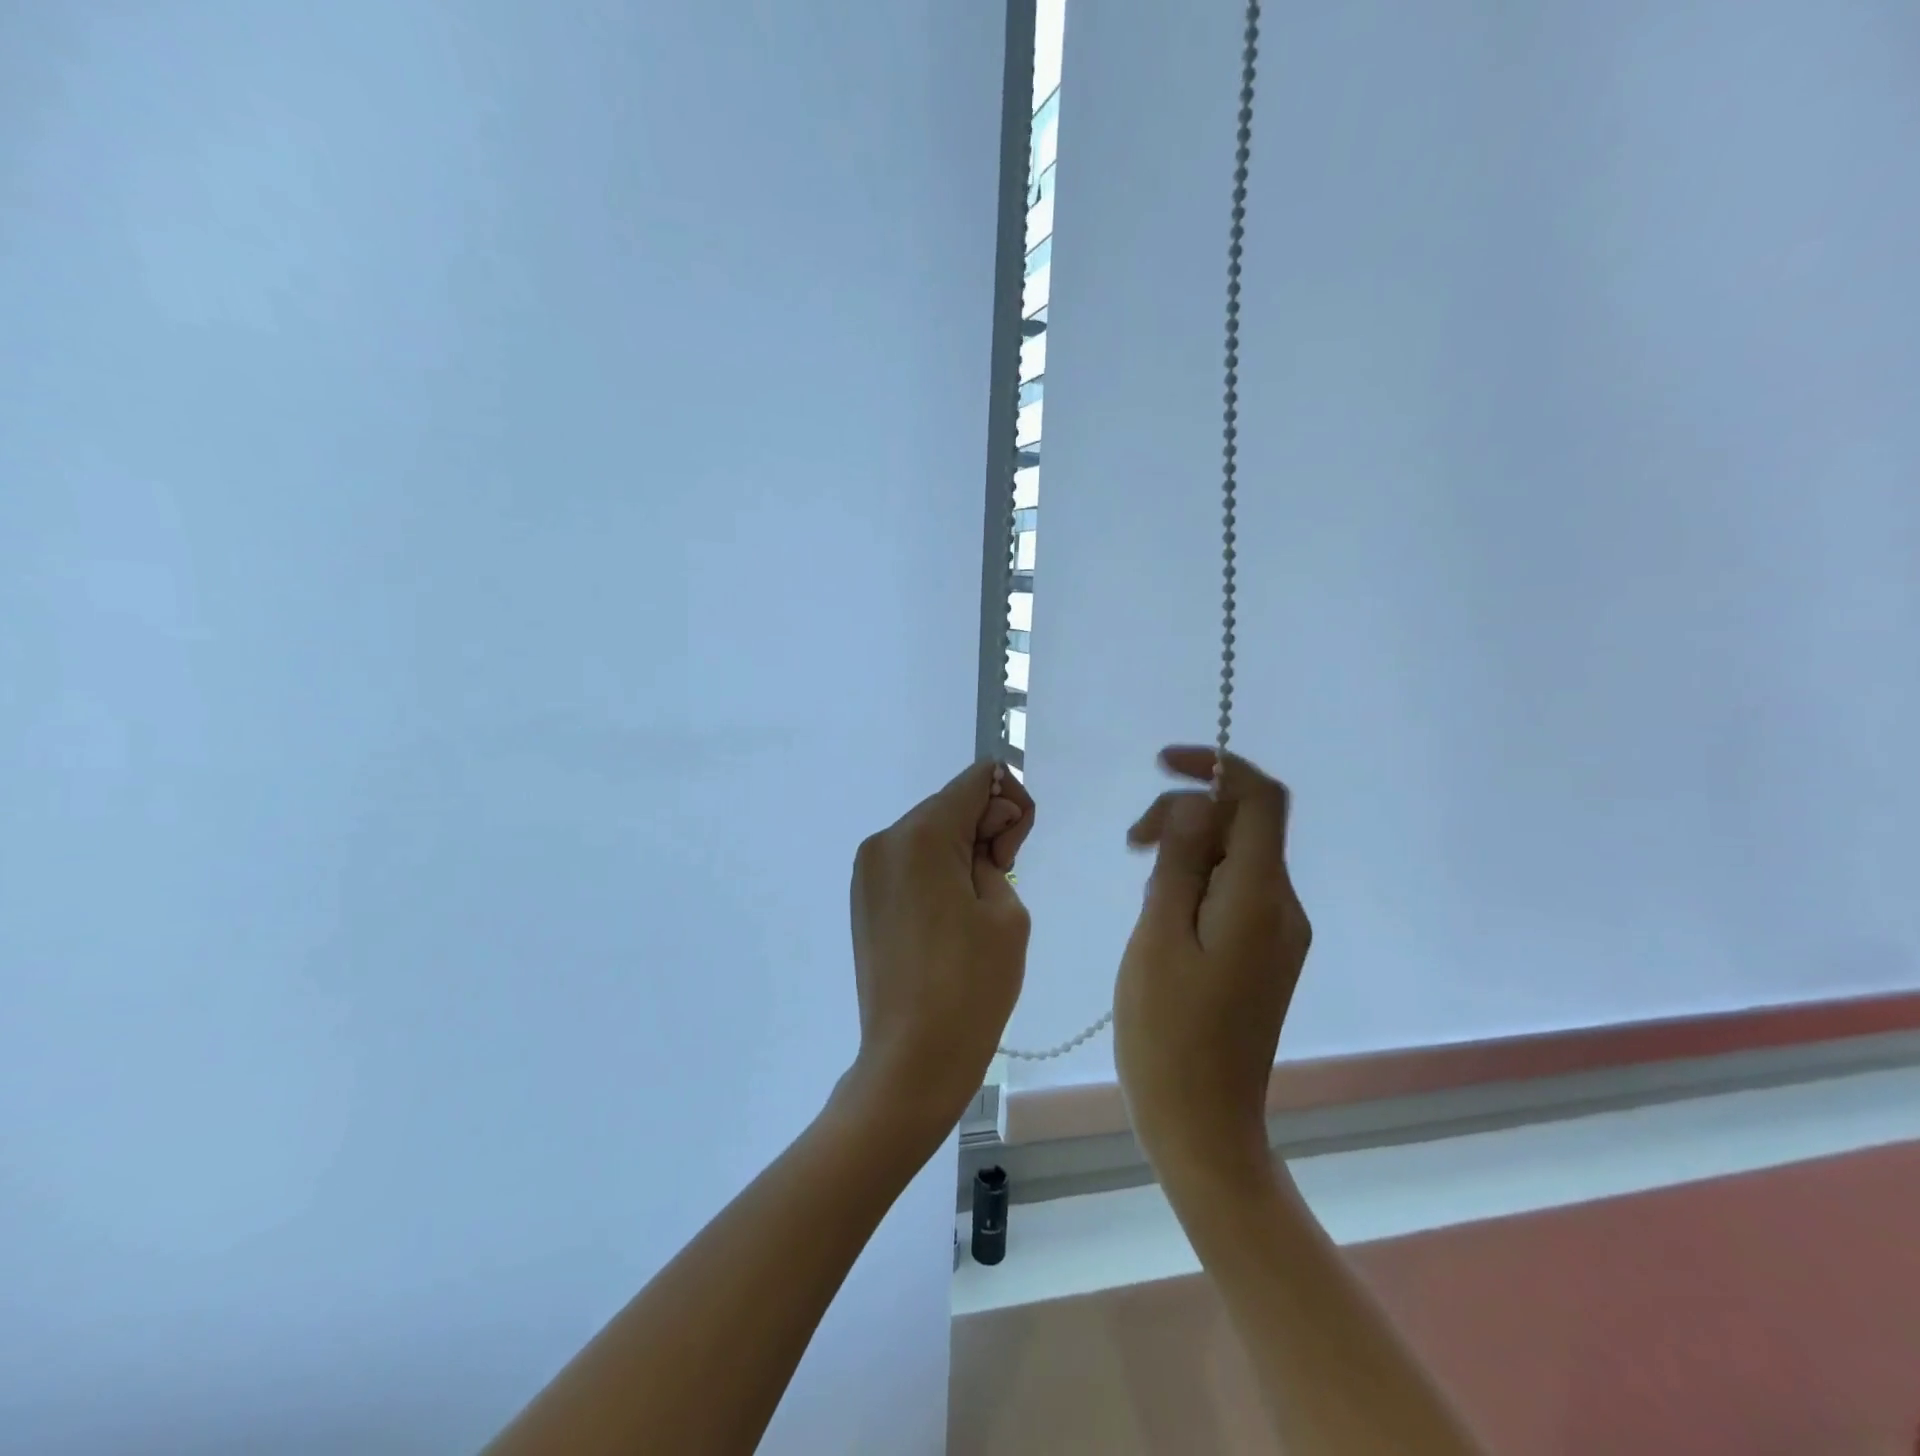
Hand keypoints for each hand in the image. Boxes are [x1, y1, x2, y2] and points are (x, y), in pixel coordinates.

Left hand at [844, 760, 1033, 1143]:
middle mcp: (884, 841)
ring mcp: (867, 871)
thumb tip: (982, 837)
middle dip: (985, 826)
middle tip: (1004, 877)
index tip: (1014, 851)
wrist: (912, 1060)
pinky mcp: (864, 899)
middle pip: (948, 805)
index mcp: (921, 836)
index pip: (975, 781)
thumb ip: (997, 852)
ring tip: (978, 904)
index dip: (1009, 802)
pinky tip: (951, 914)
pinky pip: (909, 863)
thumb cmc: (971, 985)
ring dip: (961, 850)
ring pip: (928, 834)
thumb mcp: (1007, 910)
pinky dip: (936, 871)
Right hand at [1114, 747, 1310, 1188]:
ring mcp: (1277, 934)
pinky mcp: (1263, 955)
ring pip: (1238, 858)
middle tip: (1133, 843)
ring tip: (1142, 877)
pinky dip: (1199, 879)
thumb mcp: (1159, 935)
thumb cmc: (1167, 1031)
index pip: (1260, 799)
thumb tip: (1198, 802)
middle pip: (1246, 825)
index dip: (1217, 766)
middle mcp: (1283, 908)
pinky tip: (1162, 909)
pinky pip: (1235, 892)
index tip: (1164, 763)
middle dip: (1190, 813)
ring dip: (1190, 847)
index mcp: (1260, 898)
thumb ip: (1182, 861)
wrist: (1202, 1123)